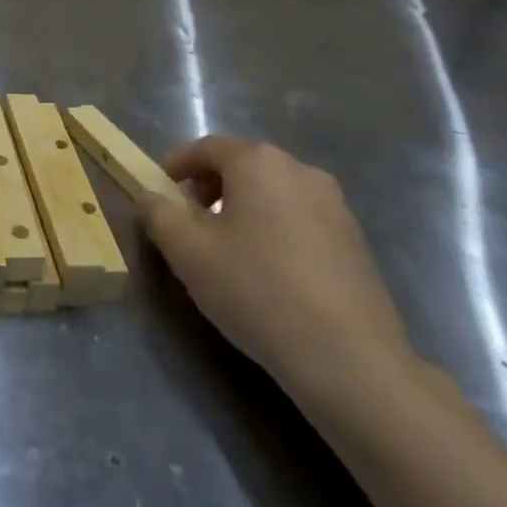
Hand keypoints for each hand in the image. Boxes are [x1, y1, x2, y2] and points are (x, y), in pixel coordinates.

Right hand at [140, 134, 418, 414]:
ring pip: (273, 193)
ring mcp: (336, 205)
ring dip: (243, 209)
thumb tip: (150, 197)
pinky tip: (267, 272)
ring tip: (227, 250)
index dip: (177, 165)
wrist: (349, 359)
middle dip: (210, 187)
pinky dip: (275, 230)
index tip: (160, 191)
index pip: (207, 147)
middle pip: (243, 166)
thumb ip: (158, 213)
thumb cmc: (256, 290)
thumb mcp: (186, 251)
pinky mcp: (356, 241)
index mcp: (259, 162)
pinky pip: (300, 219)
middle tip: (188, 222)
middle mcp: (301, 171)